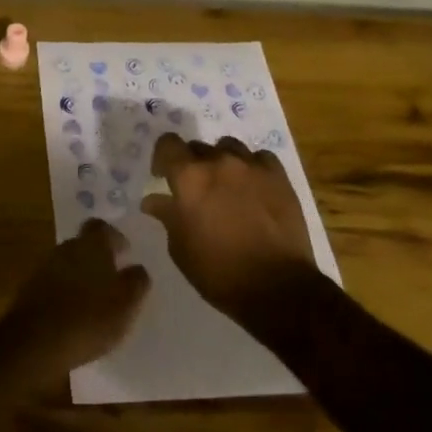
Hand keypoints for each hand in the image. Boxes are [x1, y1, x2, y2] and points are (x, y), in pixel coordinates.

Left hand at [0, 219, 150, 379]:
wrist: (35, 342)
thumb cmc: (89, 318)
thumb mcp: (125, 304)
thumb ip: (136, 282)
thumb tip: (138, 268)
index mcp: (91, 245)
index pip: (103, 227)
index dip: (115, 237)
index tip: (125, 253)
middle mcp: (66, 248)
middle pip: (83, 244)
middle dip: (97, 258)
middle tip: (112, 279)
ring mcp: (44, 267)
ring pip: (68, 264)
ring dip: (80, 277)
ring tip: (95, 301)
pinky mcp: (30, 289)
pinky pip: (54, 283)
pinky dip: (65, 293)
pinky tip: (74, 315)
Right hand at [144, 133, 320, 320]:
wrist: (277, 288)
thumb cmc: (219, 272)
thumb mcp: (181, 248)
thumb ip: (167, 216)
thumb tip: (153, 200)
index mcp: (189, 178)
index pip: (168, 143)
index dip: (163, 157)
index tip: (164, 176)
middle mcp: (219, 162)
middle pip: (198, 147)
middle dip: (193, 164)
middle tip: (197, 191)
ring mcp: (251, 166)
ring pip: (229, 147)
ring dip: (222, 162)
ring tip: (227, 186)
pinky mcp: (278, 176)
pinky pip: (259, 158)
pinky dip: (252, 167)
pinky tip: (253, 187)